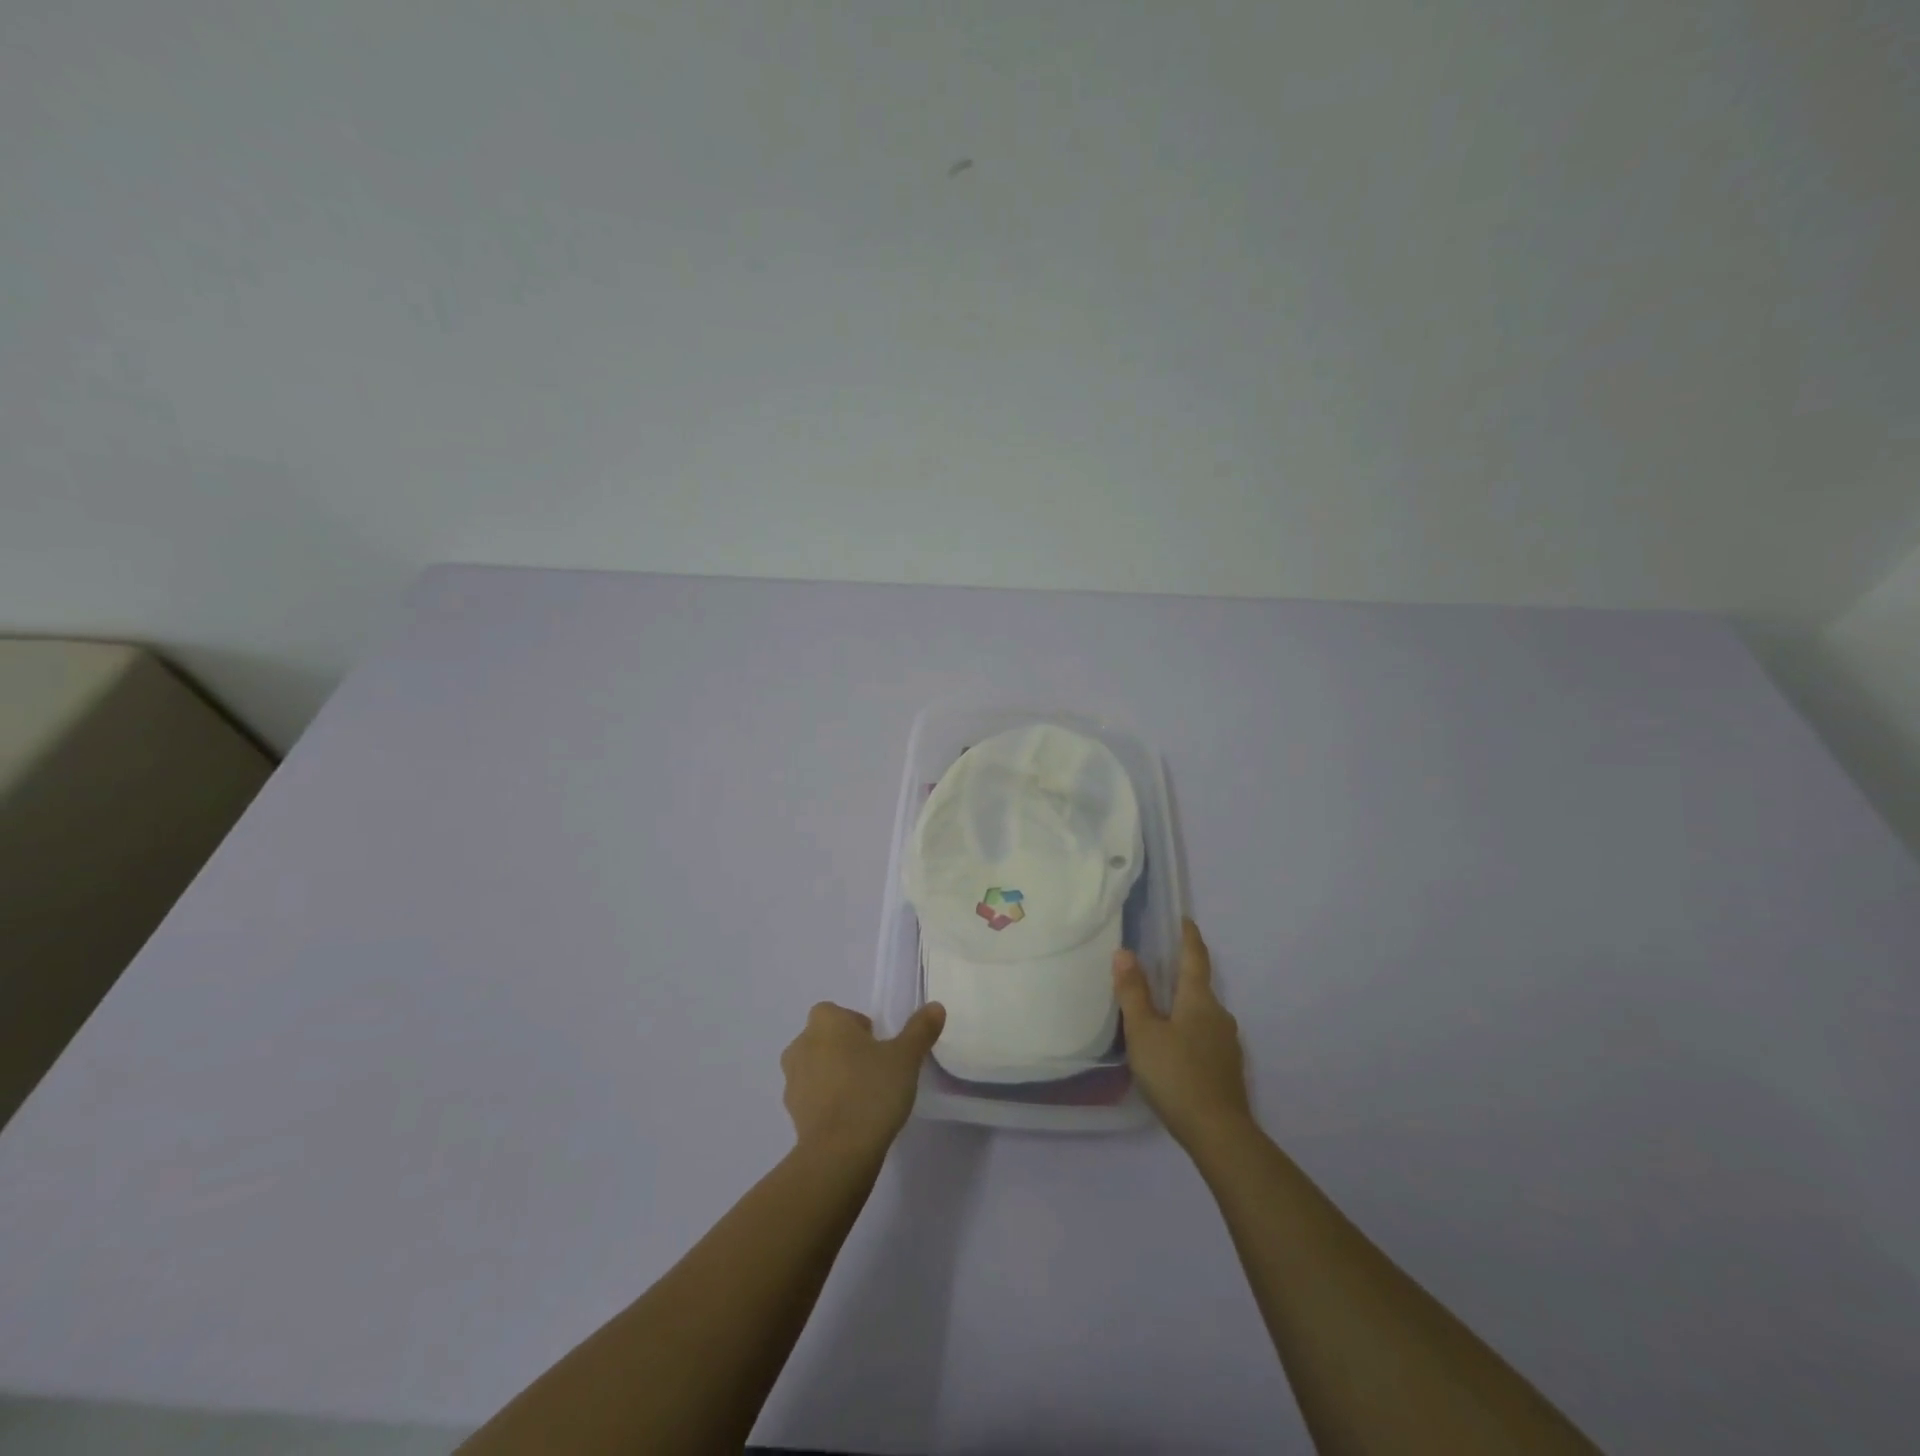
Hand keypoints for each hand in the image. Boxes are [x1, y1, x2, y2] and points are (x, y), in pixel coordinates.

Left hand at [780, 1001, 946, 1162]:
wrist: (839, 1152)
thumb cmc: (872, 1091)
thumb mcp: (906, 1057)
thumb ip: (920, 1029)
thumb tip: (935, 1007)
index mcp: (825, 1022)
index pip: (838, 1013)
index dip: (857, 1026)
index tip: (878, 1046)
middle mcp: (801, 1044)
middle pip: (825, 1039)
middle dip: (845, 1050)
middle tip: (874, 1069)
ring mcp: (792, 1081)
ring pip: (815, 1068)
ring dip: (833, 1076)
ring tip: (863, 1096)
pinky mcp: (791, 1113)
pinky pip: (811, 1097)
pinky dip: (827, 1102)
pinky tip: (851, 1119)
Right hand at [1114, 919, 1252, 1149]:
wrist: (1219, 1133)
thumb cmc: (1176, 1074)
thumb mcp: (1144, 1032)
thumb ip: (1134, 993)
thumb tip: (1125, 952)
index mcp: (1199, 1000)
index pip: (1195, 958)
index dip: (1189, 937)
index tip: (1185, 920)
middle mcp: (1219, 1015)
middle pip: (1199, 987)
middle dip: (1180, 976)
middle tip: (1157, 970)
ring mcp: (1228, 1044)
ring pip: (1202, 1015)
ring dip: (1183, 1007)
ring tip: (1159, 1013)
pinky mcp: (1228, 1069)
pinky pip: (1205, 1037)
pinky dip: (1189, 1032)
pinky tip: (1174, 1049)